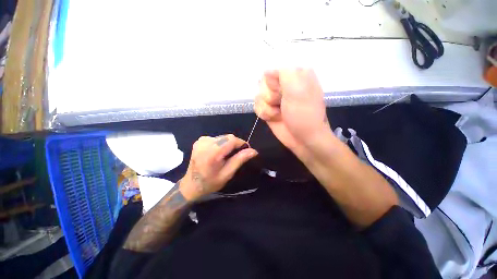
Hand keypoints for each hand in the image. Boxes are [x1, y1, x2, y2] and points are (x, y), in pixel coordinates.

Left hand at [180, 135, 257, 200]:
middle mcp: (206, 143)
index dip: (242, 143)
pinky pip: (216, 138)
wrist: (191, 185)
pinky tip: (218, 153)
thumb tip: (253, 151)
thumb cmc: (210, 182)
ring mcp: (201, 140)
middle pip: (228, 137)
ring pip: (223, 137)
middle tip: (237, 155)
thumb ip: (240, 159)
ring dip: (228, 144)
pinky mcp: (200, 140)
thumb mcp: (227, 173)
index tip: (246, 150)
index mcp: (212, 152)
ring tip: (227, 155)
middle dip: (235, 144)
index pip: (232, 140)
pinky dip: (221, 144)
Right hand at [254, 69, 333, 157]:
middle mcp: (283, 85)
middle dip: (270, 96)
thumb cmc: (303, 114)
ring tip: (279, 113)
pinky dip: (264, 113)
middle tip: (282, 103)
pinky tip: (273, 118)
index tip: (282, 92)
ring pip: (258, 96)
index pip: (271, 71)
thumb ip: (284, 73)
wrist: (303, 138)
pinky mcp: (269, 109)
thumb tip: (267, 71)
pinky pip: (257, 106)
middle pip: (262, 83)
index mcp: (294, 75)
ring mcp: (275, 98)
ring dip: (267, 107)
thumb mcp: (298, 89)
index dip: (273, 83)